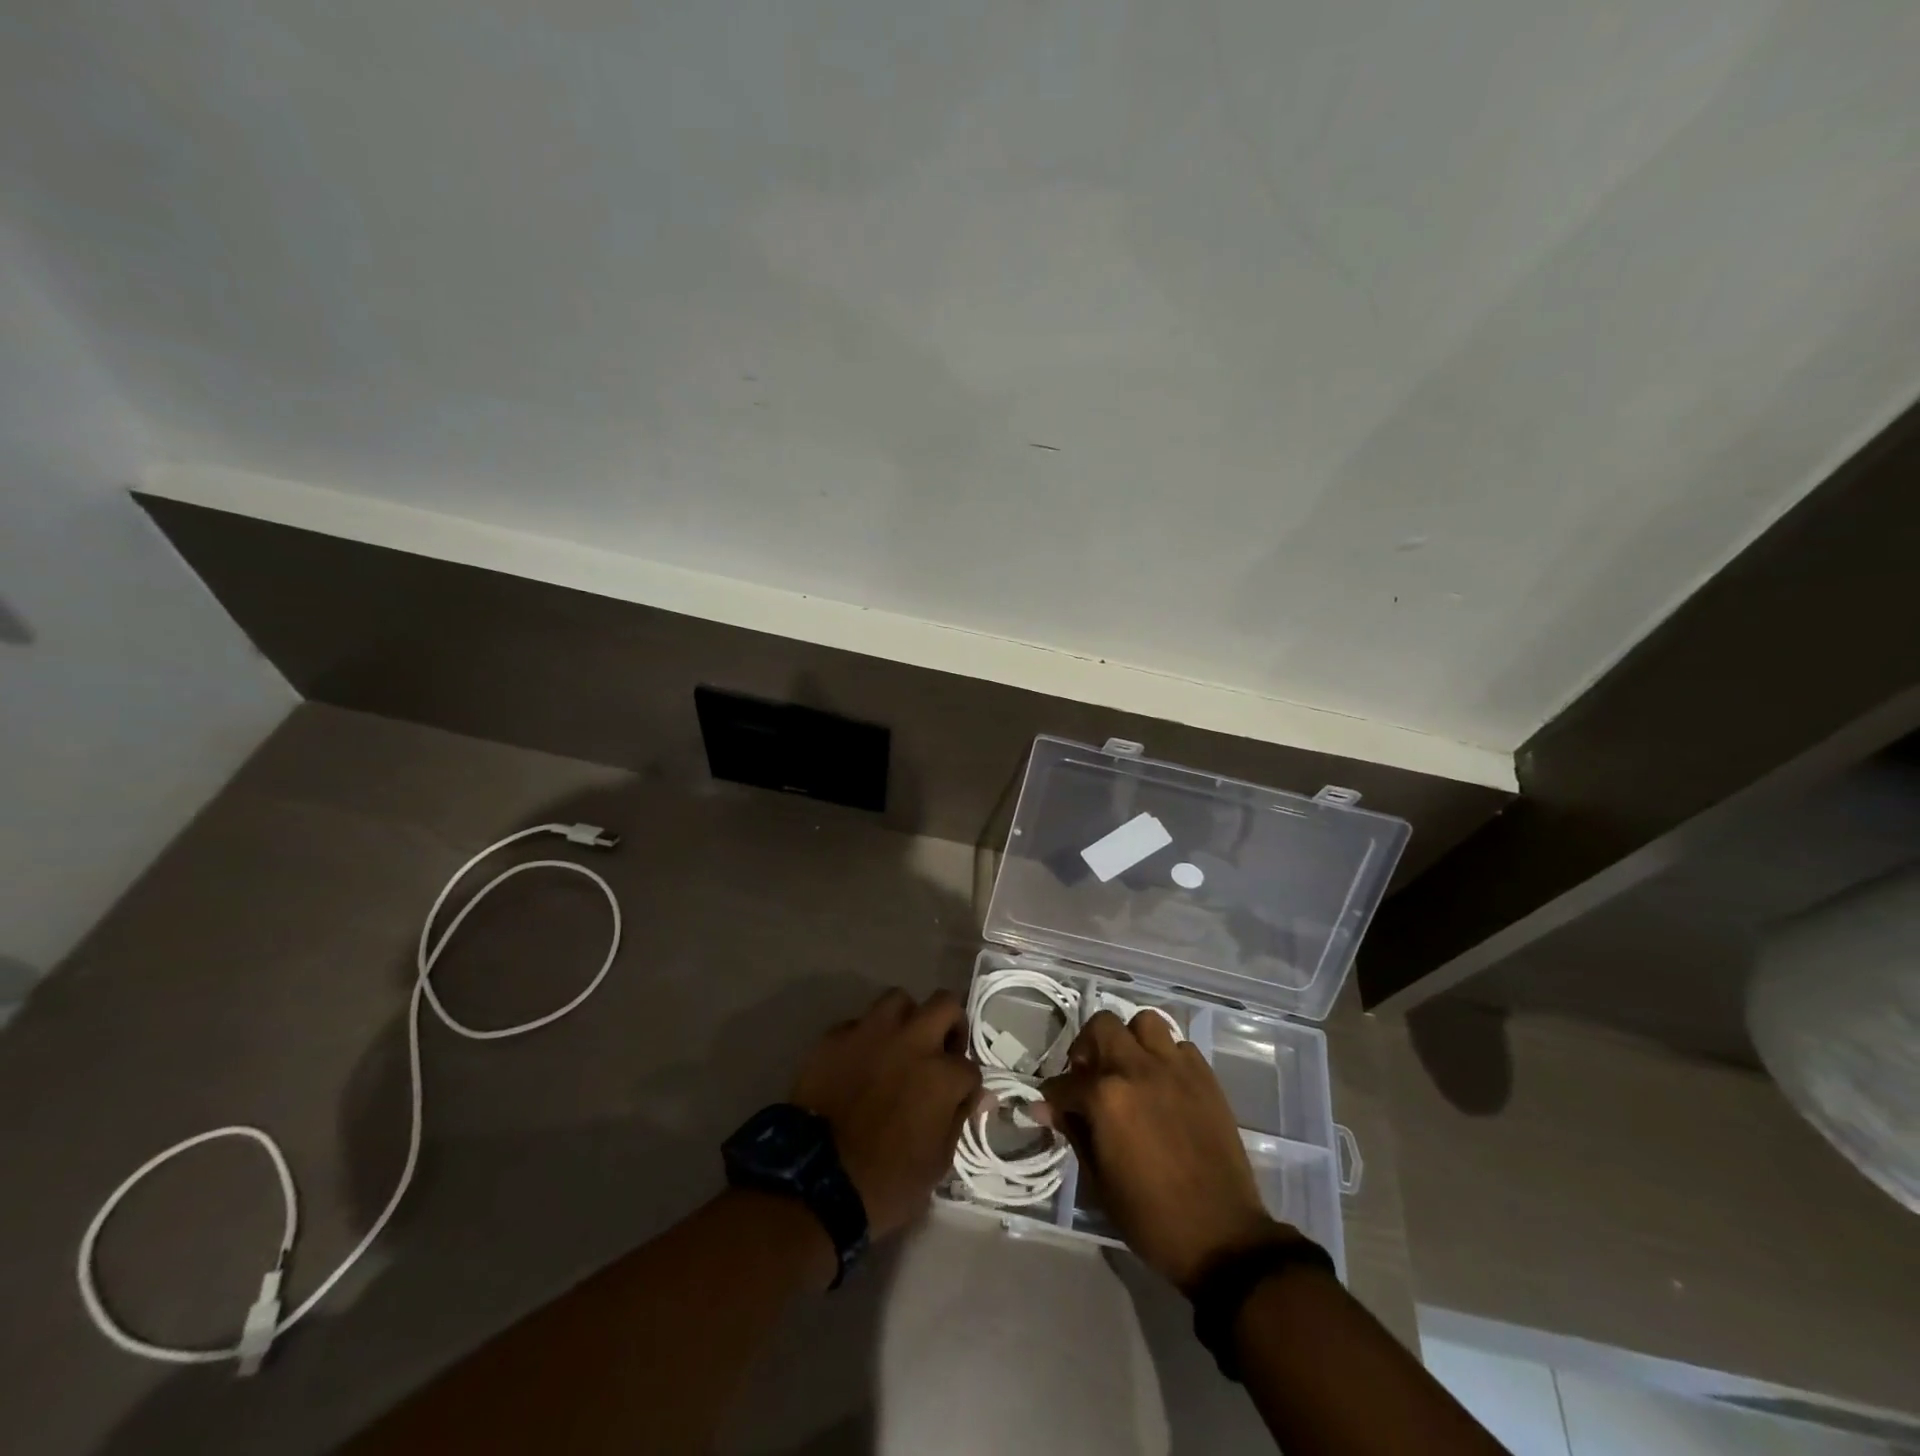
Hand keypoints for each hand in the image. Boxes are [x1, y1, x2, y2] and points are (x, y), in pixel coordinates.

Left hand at [792, 987, 982, 1239]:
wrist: (814, 1181)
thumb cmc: (885, 1183)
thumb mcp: (936, 1164)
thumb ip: (959, 1120)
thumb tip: (978, 1096)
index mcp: (941, 1074)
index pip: (969, 1066)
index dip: (966, 1084)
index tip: (957, 1098)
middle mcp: (912, 1041)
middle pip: (945, 1003)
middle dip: (950, 1023)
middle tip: (940, 1050)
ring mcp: (871, 1033)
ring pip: (898, 999)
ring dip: (906, 1019)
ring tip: (899, 1045)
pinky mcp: (835, 1037)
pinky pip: (858, 1023)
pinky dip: (865, 1038)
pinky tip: (859, 1061)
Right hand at [1041, 1010, 1285, 1291]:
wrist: (1221, 1236)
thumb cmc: (1151, 1217)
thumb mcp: (1099, 1180)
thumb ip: (1073, 1131)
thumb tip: (1046, 1107)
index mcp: (1106, 1096)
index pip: (1065, 1082)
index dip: (1053, 1097)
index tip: (1052, 1107)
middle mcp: (1138, 1068)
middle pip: (1102, 1026)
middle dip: (1087, 1047)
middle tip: (1089, 1076)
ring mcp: (1175, 1068)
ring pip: (1144, 1023)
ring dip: (1130, 1040)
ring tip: (1129, 1069)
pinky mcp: (1205, 1076)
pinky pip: (1179, 1046)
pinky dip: (1165, 1057)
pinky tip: (1163, 1084)